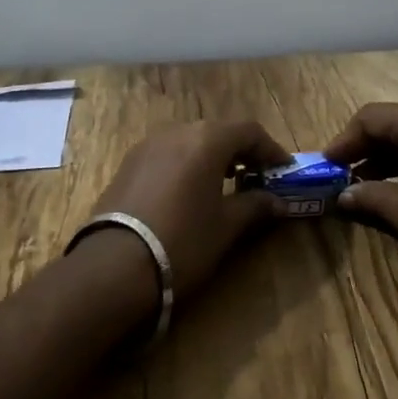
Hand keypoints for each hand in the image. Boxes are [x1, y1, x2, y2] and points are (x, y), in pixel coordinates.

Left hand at [89, 121, 290, 300]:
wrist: (114, 266)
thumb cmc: (183, 241)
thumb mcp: (226, 227)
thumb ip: (254, 207)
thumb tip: (278, 202)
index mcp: (207, 139)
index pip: (249, 131)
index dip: (270, 149)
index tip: (283, 170)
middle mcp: (178, 131)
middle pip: (218, 132)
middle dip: (241, 152)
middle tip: (257, 177)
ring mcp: (148, 145)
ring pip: (191, 141)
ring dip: (212, 157)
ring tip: (225, 185)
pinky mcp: (128, 163)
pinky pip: (168, 154)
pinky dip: (186, 165)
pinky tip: (190, 192)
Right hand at [325, 103, 397, 298]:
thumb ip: (368, 196)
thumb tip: (342, 196)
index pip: (370, 118)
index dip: (344, 141)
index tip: (325, 165)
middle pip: (393, 124)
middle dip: (364, 149)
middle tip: (340, 175)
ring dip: (386, 159)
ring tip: (362, 187)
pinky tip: (397, 190)